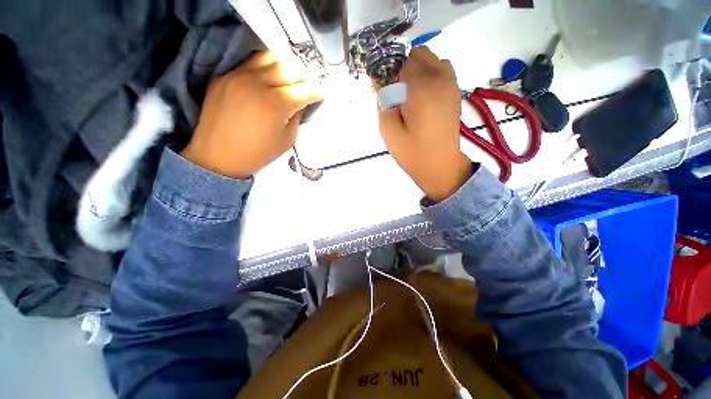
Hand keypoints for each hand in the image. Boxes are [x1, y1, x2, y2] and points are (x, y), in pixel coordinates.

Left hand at [182, 52, 322, 177]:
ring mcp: (238, 75)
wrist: (218, 157)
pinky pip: (249, 63)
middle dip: (303, 77)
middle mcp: (259, 83)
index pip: (305, 89)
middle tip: (306, 87)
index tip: (320, 95)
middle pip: (289, 68)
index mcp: (278, 103)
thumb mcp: (287, 140)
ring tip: (288, 79)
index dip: (317, 91)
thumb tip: (300, 103)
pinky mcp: (223, 76)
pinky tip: (266, 79)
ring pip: (269, 57)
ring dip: (284, 66)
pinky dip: (263, 67)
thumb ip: (297, 118)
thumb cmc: (258, 153)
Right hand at [378, 47, 471, 201]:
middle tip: (396, 92)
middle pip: (419, 54)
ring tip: (410, 94)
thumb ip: (382, 100)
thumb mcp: (388, 130)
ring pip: (432, 60)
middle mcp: (440, 79)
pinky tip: (424, 97)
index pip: (401, 61)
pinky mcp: (455, 93)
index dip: (389, 71)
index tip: (383, 87)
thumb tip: (378, 79)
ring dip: (418, 69)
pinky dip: (431, 75)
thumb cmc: (412, 152)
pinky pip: (442, 71)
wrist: (440, 166)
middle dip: (403, 67)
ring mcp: (451, 84)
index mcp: (421, 87)